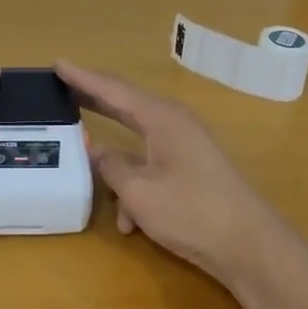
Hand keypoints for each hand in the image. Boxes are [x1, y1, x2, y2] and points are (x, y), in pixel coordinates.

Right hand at [56, 60, 289, 286]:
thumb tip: (96, 151)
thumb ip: (111, 167)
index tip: (58, 63)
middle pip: (126, 105)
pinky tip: (131, 223)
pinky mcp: (192, 168)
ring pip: (137, 144)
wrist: (249, 245)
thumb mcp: (139, 192)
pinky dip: (136, 188)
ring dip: (116, 166)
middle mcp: (174, 123)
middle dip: (94, 100)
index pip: (113, 89)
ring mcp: (186, 145)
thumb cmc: (191, 212)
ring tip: (89, 173)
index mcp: (161, 118)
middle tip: (63, 88)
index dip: (83, 77)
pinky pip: (151, 166)